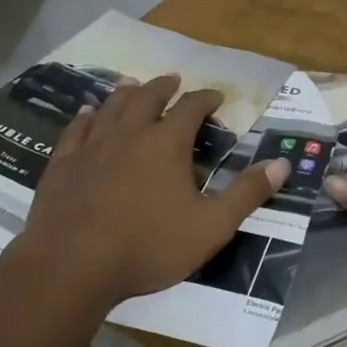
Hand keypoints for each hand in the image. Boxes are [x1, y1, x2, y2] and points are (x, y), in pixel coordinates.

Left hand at [21, 74, 289, 306]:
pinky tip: (87, 113)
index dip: (206, 99)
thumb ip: (247, 193)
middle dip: (164, 86)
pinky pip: (76, 129)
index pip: (191, 107)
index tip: (215, 97)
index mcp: (167, 143)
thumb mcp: (211, 226)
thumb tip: (283, 164)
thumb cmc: (148, 246)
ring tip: (132, 83)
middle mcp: (130, 133)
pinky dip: (86, 116)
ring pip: (112, 106)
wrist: (72, 265)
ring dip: (126, 92)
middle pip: (148, 96)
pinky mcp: (63, 163)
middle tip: (173, 80)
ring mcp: (92, 146)